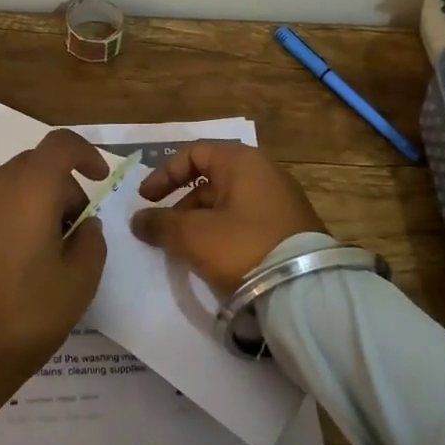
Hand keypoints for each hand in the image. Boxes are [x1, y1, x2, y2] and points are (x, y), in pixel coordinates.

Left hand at [0, 129, 109, 384]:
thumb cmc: (28, 314)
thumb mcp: (82, 280)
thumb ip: (92, 240)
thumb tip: (84, 224)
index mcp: (31, 188)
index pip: (61, 144)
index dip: (85, 153)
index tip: (98, 179)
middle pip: (33, 165)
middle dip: (59, 186)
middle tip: (72, 229)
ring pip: (5, 186)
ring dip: (28, 202)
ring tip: (36, 248)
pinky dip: (0, 218)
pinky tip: (3, 260)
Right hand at [130, 142, 325, 297]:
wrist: (305, 291)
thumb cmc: (242, 247)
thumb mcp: (192, 235)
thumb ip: (160, 224)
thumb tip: (139, 220)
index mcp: (242, 162)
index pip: (194, 153)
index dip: (164, 174)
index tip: (145, 200)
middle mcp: (264, 173)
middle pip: (210, 180)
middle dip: (181, 205)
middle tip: (164, 231)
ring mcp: (280, 201)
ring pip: (227, 204)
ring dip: (200, 222)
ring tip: (186, 251)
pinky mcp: (289, 229)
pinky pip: (245, 222)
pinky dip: (223, 233)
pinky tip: (213, 259)